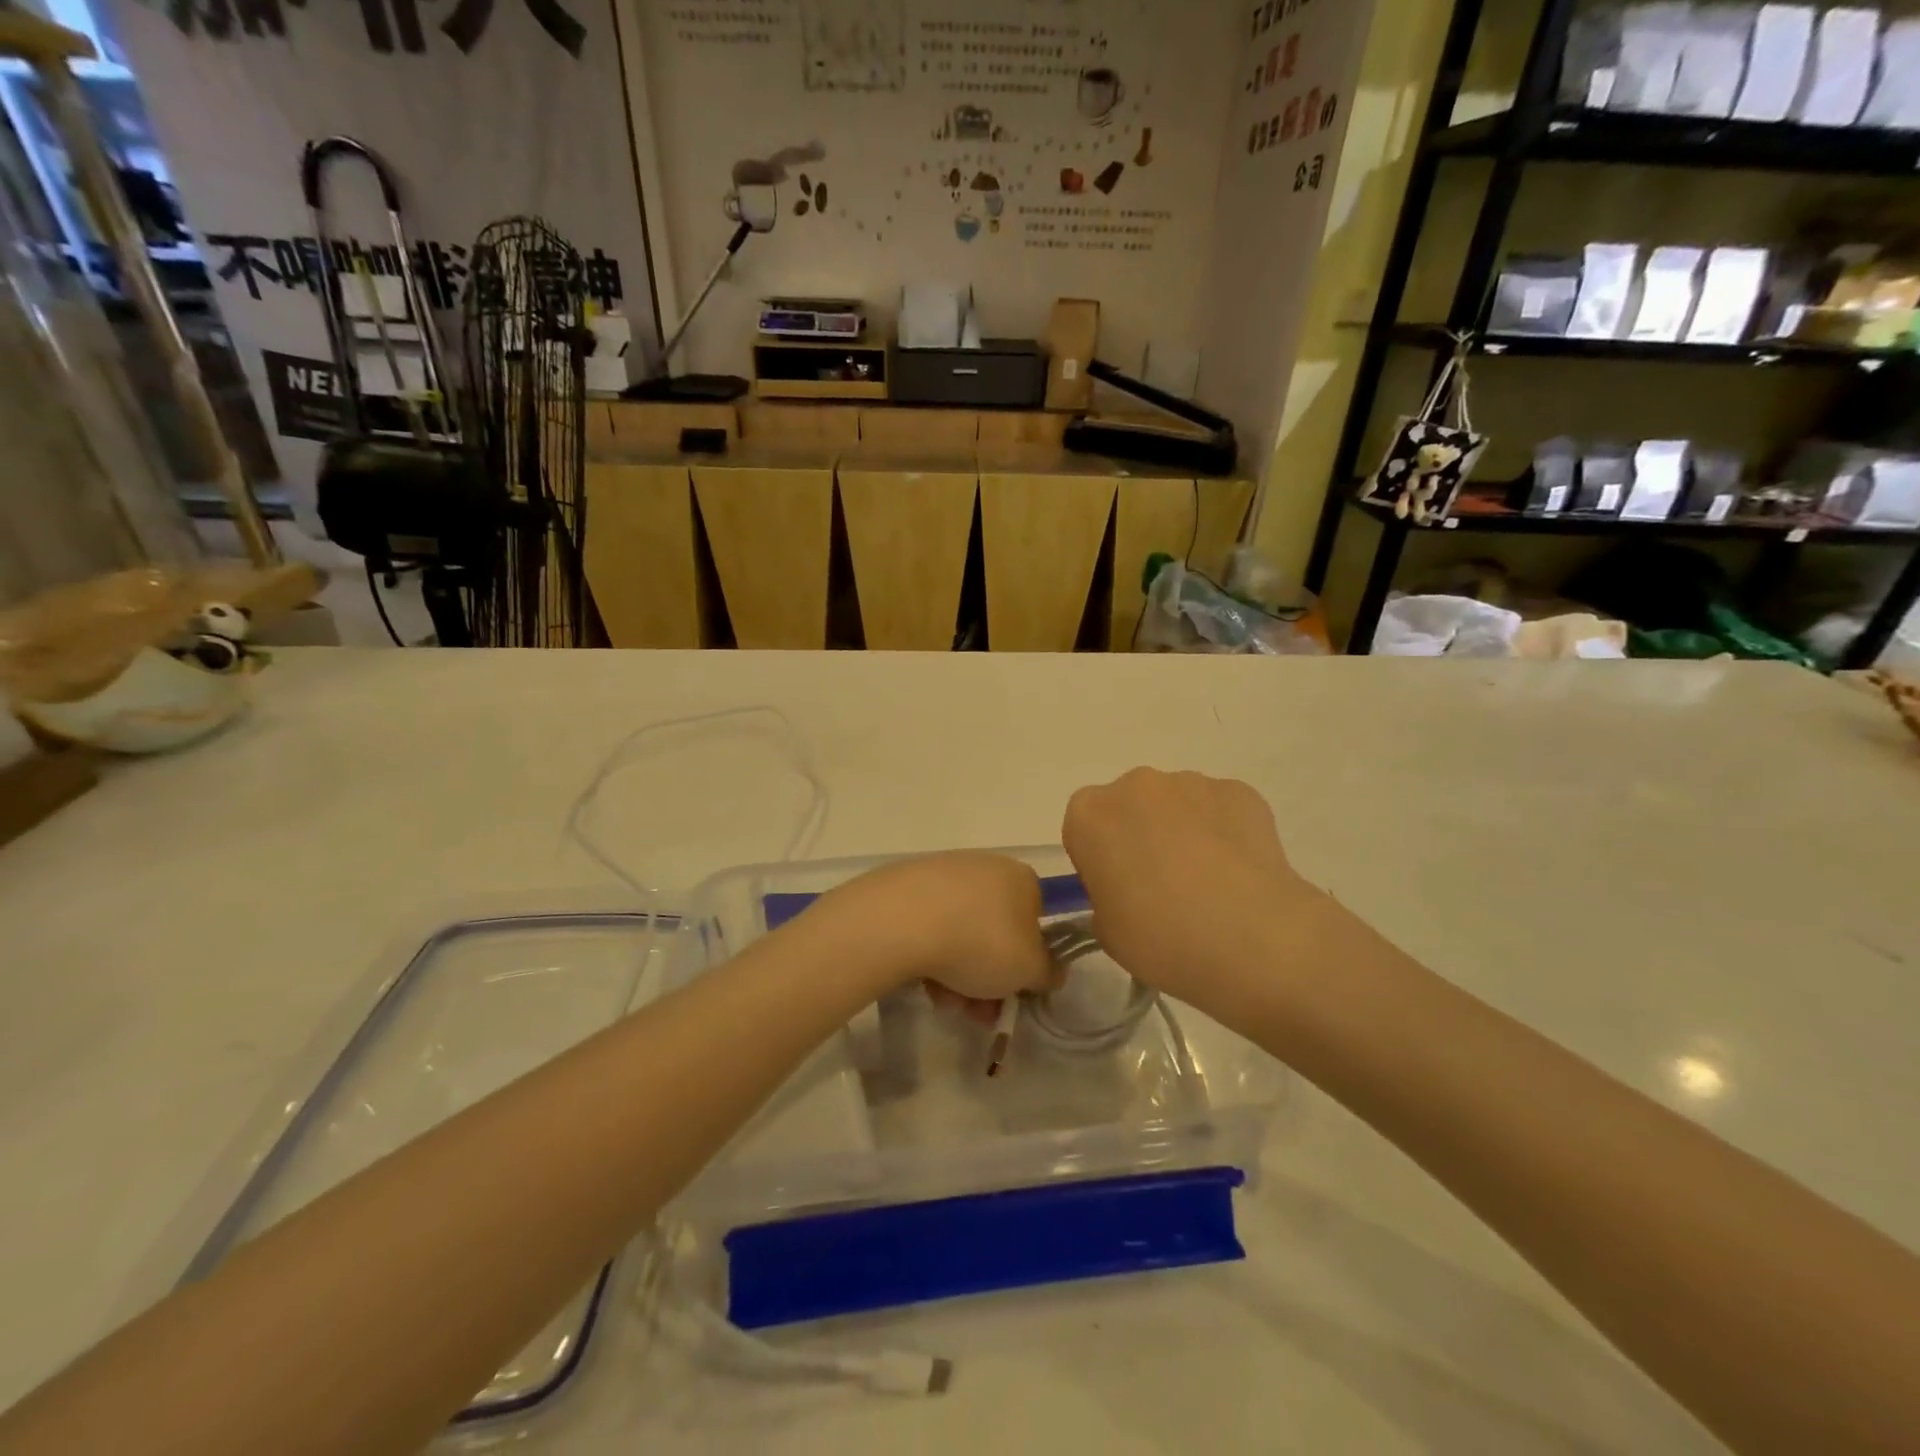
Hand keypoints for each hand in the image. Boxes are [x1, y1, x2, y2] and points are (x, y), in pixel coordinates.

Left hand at [814, 852, 1055, 1011]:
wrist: (902, 922)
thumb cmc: (981, 942)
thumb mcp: (1029, 969)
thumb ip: (1047, 972)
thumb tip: (1050, 971)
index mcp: (1021, 878)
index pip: (1035, 920)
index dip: (1028, 962)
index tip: (1014, 994)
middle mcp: (985, 867)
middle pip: (995, 933)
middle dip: (989, 979)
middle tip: (978, 1013)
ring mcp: (943, 874)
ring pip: (961, 935)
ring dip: (959, 976)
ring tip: (945, 1001)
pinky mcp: (907, 886)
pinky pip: (929, 928)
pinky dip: (930, 956)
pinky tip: (922, 981)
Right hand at [1063, 769, 1332, 1007]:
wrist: (1251, 939)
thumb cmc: (1160, 938)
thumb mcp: (1106, 931)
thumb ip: (1105, 897)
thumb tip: (1128, 890)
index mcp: (1089, 815)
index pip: (1083, 827)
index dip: (1099, 858)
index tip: (1118, 890)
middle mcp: (1135, 785)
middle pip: (1129, 806)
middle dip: (1140, 835)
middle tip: (1162, 886)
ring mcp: (1190, 782)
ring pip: (1176, 804)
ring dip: (1183, 830)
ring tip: (1208, 883)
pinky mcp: (1237, 791)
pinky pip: (1219, 809)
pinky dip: (1224, 832)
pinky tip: (1238, 873)